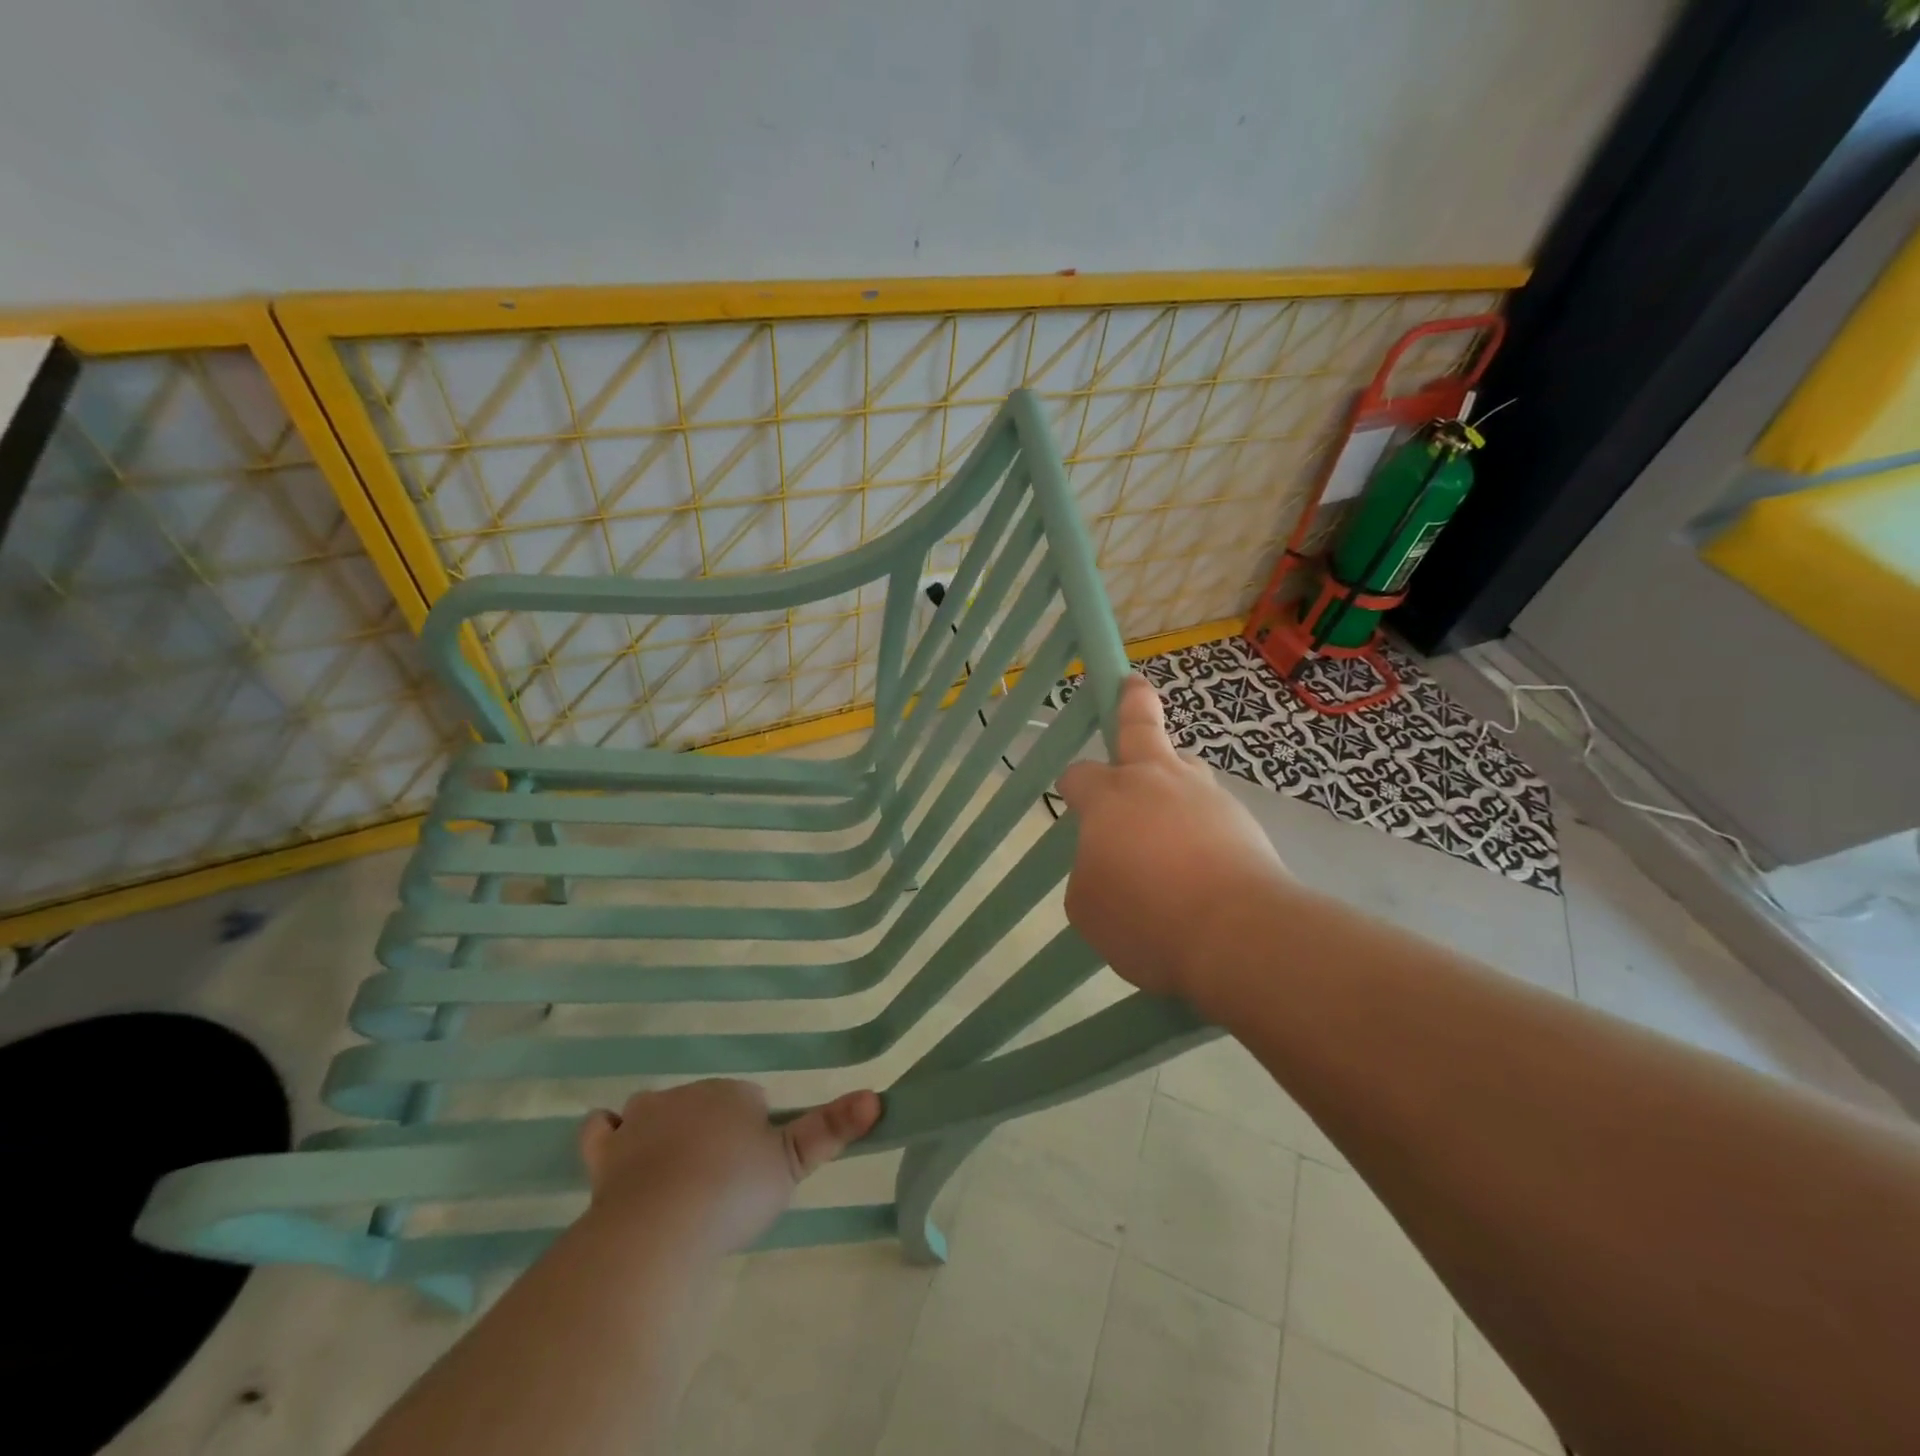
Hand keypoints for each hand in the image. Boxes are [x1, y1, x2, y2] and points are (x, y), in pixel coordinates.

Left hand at [579, 1079, 880, 1256]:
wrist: (662, 1225)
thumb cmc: (733, 1190)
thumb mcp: (792, 1163)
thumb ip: (832, 1128)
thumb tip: (877, 1095)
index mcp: (731, 1093)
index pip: (749, 1100)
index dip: (755, 1132)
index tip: (755, 1169)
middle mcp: (686, 1095)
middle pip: (705, 1104)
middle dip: (712, 1131)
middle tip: (720, 1181)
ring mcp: (640, 1122)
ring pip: (655, 1110)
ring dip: (664, 1129)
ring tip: (675, 1171)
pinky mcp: (605, 1154)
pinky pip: (600, 1129)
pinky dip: (607, 1134)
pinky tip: (615, 1146)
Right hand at [1057, 676, 1293, 1003]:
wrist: (1237, 934)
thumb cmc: (1145, 917)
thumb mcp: (1088, 906)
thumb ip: (1091, 872)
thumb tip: (1110, 863)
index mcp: (1110, 797)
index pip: (1079, 775)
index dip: (1072, 783)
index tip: (1071, 793)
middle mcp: (1158, 782)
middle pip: (1142, 726)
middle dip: (1132, 701)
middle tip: (1131, 684)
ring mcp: (1206, 797)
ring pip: (1186, 769)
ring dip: (1173, 775)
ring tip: (1169, 810)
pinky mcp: (1244, 823)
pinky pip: (1212, 814)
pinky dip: (1201, 828)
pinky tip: (1200, 865)